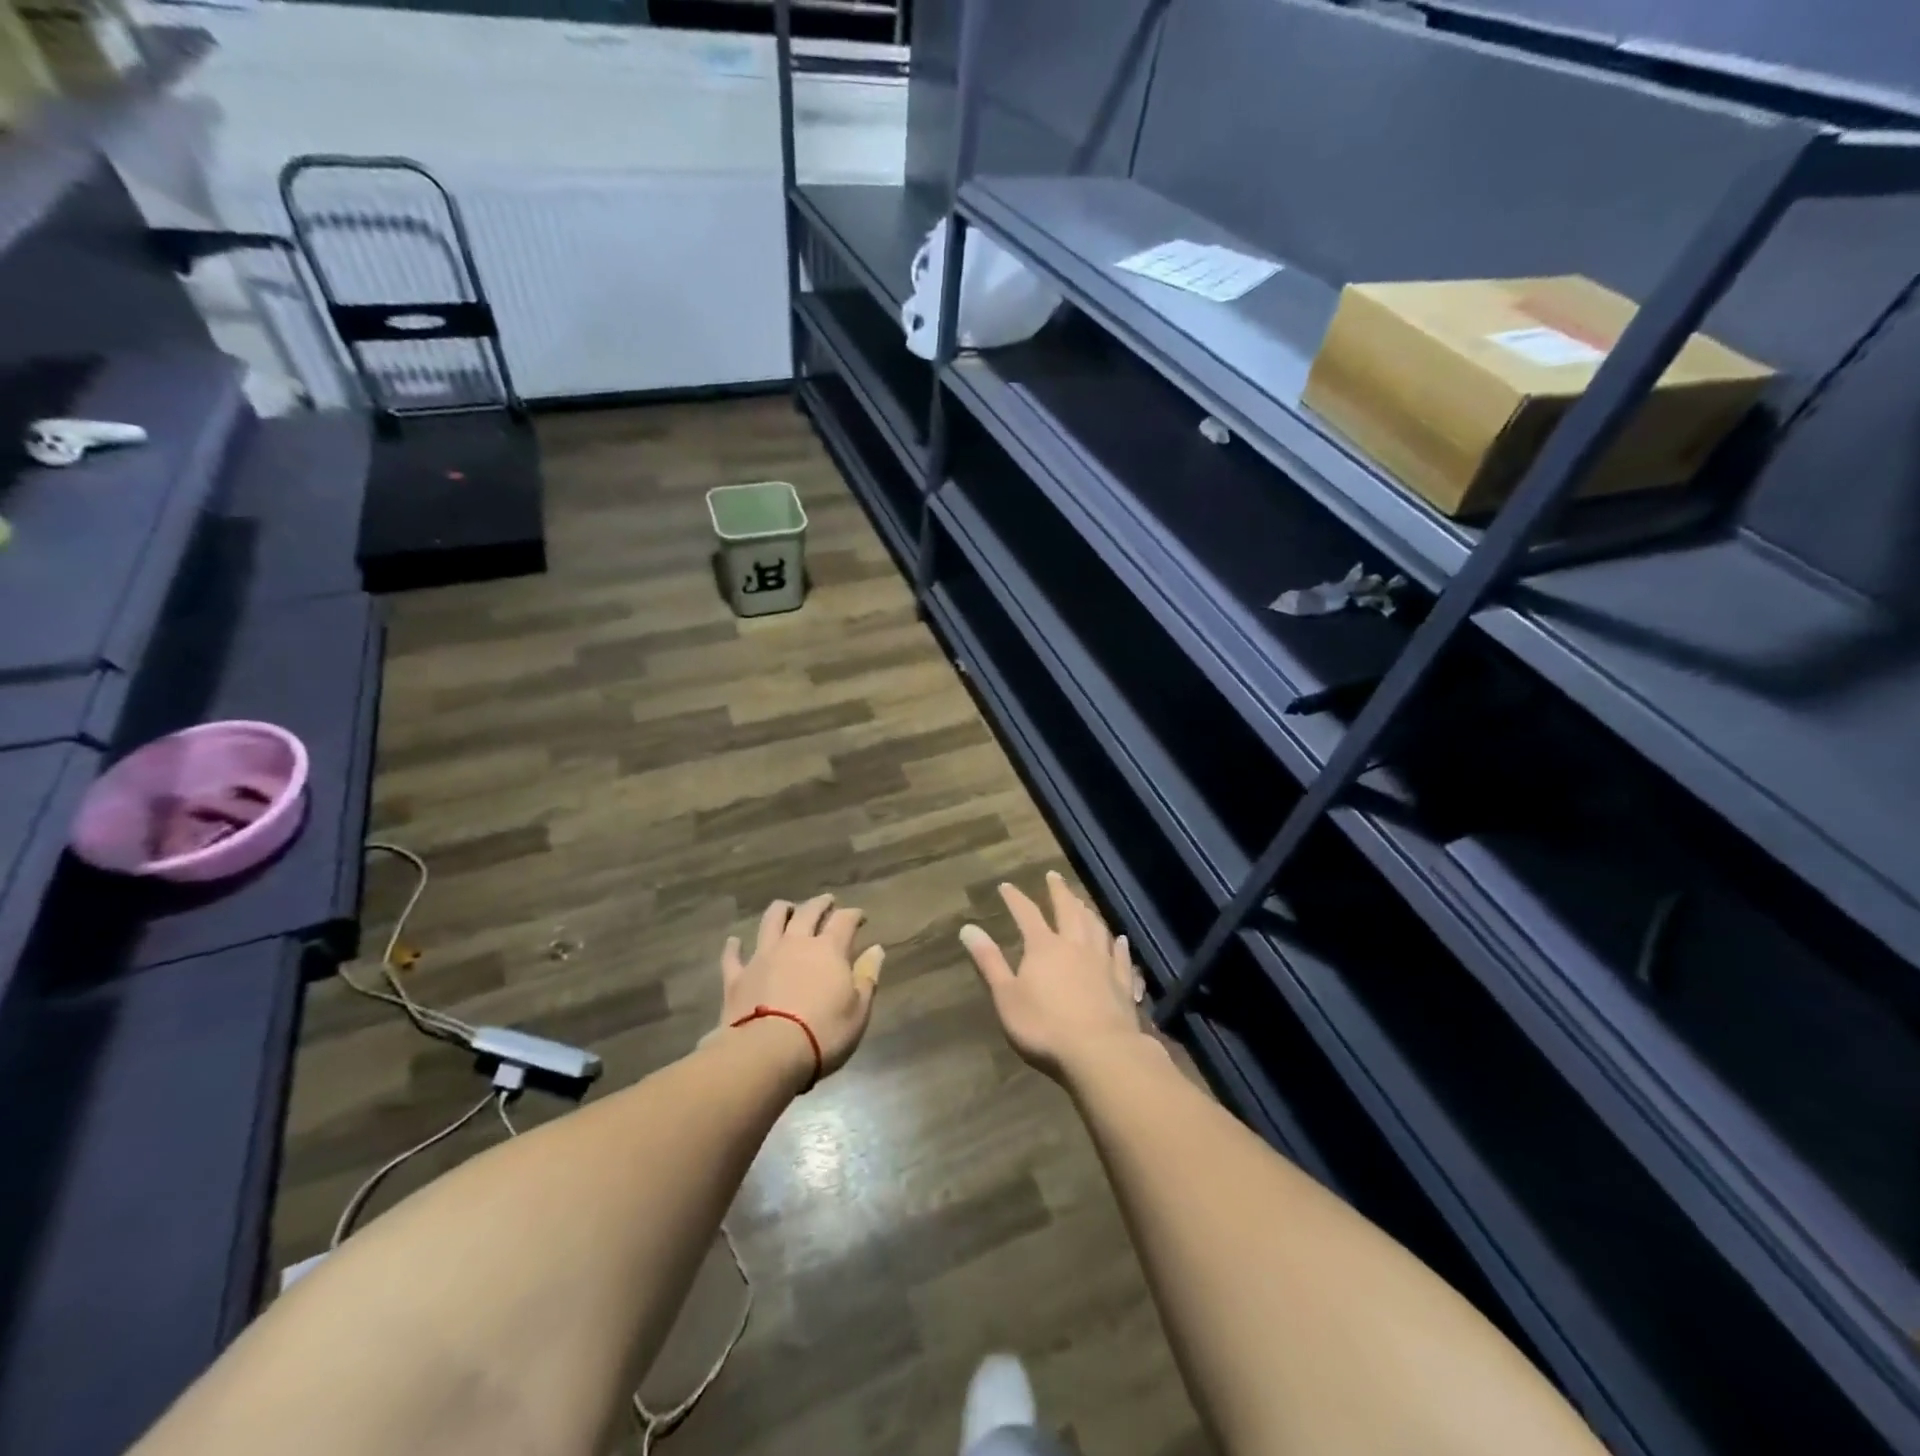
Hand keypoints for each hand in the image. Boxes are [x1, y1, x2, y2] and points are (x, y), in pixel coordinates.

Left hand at [717, 894, 884, 1081]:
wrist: (767, 1053)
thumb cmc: (823, 1033)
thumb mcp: (858, 1010)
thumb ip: (867, 977)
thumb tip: (876, 949)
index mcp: (828, 949)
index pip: (844, 921)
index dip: (854, 914)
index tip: (860, 915)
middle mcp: (795, 943)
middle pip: (808, 912)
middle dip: (820, 903)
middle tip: (827, 901)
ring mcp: (763, 957)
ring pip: (770, 922)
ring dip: (780, 911)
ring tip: (786, 908)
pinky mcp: (737, 977)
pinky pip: (733, 956)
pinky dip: (734, 947)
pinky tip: (735, 942)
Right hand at [960, 872, 1147, 1082]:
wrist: (1100, 1053)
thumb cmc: (1044, 1027)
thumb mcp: (1006, 996)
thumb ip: (989, 961)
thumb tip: (968, 928)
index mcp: (1044, 947)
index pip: (1027, 913)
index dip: (1015, 898)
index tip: (1006, 885)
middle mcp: (1075, 945)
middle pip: (1068, 910)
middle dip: (1058, 891)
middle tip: (1053, 876)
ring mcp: (1102, 963)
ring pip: (1096, 927)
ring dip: (1087, 911)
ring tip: (1082, 902)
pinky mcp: (1122, 983)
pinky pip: (1120, 956)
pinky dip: (1118, 945)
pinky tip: (1120, 939)